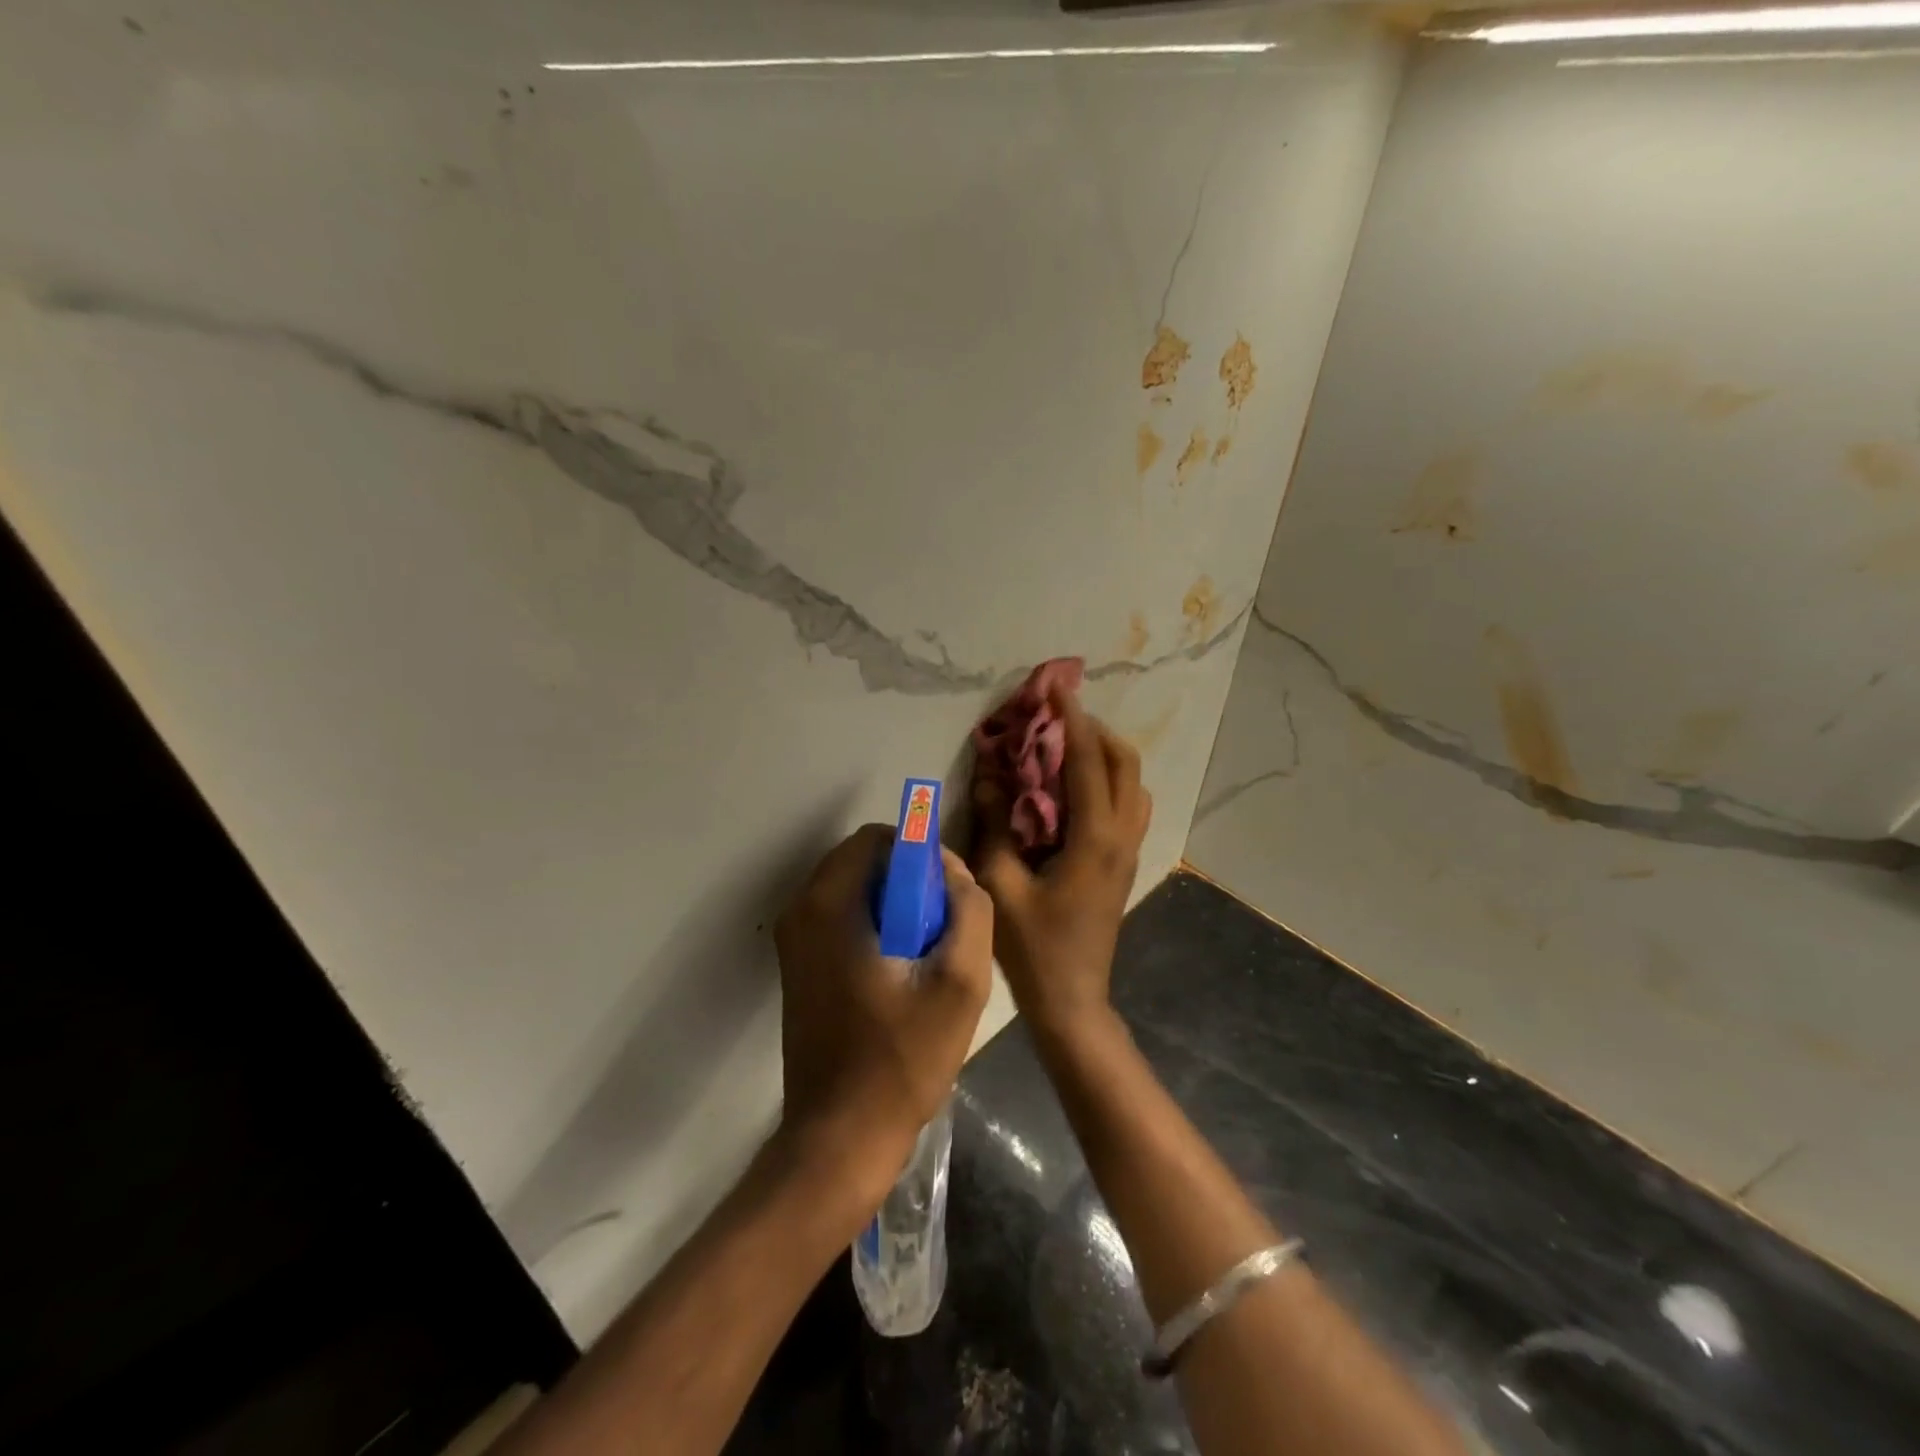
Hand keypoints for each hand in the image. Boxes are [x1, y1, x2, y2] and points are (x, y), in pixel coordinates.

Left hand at [774, 824, 993, 1201]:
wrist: (840, 1138)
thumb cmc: (902, 1059)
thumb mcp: (960, 983)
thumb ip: (970, 912)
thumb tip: (955, 874)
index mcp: (828, 905)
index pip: (876, 839)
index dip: (920, 854)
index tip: (948, 894)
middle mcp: (800, 912)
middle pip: (862, 862)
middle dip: (908, 881)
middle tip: (942, 925)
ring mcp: (793, 942)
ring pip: (853, 891)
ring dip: (893, 905)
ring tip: (926, 952)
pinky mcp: (798, 968)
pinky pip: (841, 920)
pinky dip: (873, 926)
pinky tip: (900, 973)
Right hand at [971, 688, 1151, 1041]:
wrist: (1072, 999)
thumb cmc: (1033, 946)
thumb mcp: (1001, 883)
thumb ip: (995, 822)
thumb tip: (989, 772)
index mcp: (1094, 837)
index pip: (1087, 761)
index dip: (1071, 720)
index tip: (1055, 688)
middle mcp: (1121, 836)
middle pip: (1125, 763)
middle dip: (1095, 730)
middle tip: (1059, 716)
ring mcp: (1129, 850)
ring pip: (1133, 783)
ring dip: (1105, 754)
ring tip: (1066, 746)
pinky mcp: (1124, 862)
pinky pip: (1128, 804)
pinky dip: (1108, 780)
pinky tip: (1074, 789)